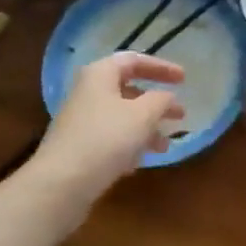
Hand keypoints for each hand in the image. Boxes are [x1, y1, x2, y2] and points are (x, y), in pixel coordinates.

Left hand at [25, 54, 186, 221]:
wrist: (61, 184)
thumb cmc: (106, 139)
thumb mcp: (144, 115)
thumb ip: (161, 100)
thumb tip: (167, 97)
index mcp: (100, 74)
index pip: (134, 60)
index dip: (161, 67)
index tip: (184, 79)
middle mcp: (88, 93)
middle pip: (128, 90)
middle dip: (157, 103)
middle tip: (180, 115)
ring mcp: (81, 121)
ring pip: (122, 117)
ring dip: (146, 128)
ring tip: (164, 146)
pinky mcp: (78, 147)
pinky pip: (111, 138)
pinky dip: (129, 145)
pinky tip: (139, 162)